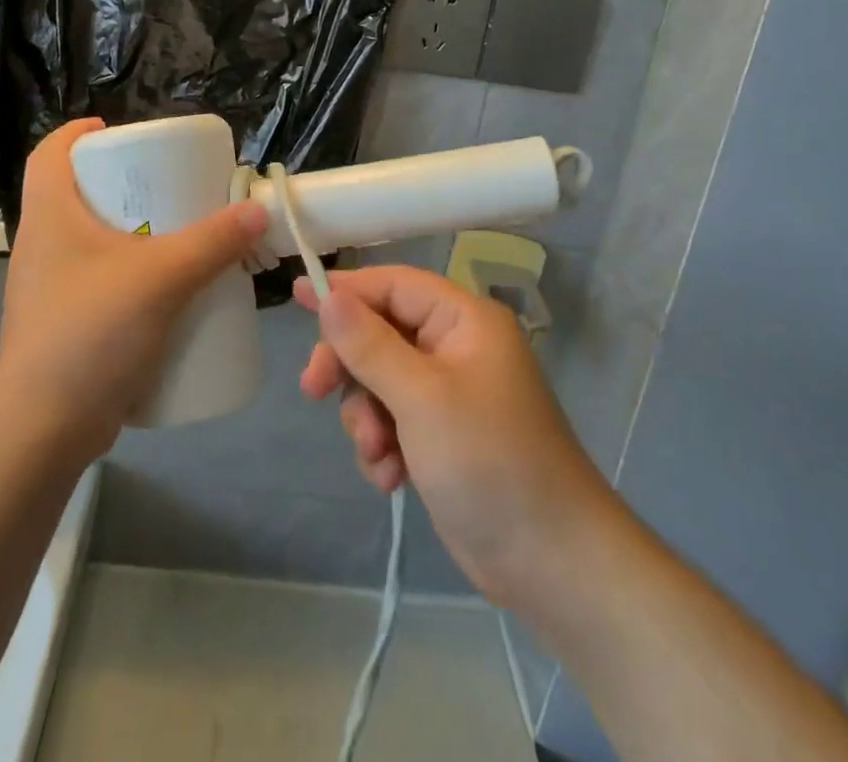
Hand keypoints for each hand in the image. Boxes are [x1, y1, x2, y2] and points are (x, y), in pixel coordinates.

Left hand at [0, 118, 266, 462]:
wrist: (42, 431)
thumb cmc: (90, 333)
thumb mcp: (161, 278)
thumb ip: (213, 242)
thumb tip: (257, 210)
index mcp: (50, 216)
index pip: (50, 153)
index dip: (80, 133)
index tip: (122, 132)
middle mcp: (44, 245)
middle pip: (79, 193)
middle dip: (125, 183)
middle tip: (171, 183)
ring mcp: (53, 288)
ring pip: (94, 240)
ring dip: (134, 231)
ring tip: (180, 232)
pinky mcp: (68, 324)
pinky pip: (102, 281)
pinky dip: (133, 273)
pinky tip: (168, 288)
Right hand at [296, 266, 610, 606]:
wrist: (551, 563)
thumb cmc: (488, 462)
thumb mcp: (420, 398)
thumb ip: (369, 344)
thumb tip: (328, 294)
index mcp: (464, 320)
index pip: (393, 285)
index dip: (345, 289)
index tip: (296, 296)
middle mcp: (456, 347)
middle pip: (380, 333)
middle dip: (350, 367)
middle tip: (314, 391)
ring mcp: (450, 393)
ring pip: (380, 381)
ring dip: (367, 416)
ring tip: (378, 455)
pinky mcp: (442, 436)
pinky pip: (393, 420)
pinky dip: (384, 445)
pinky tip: (391, 478)